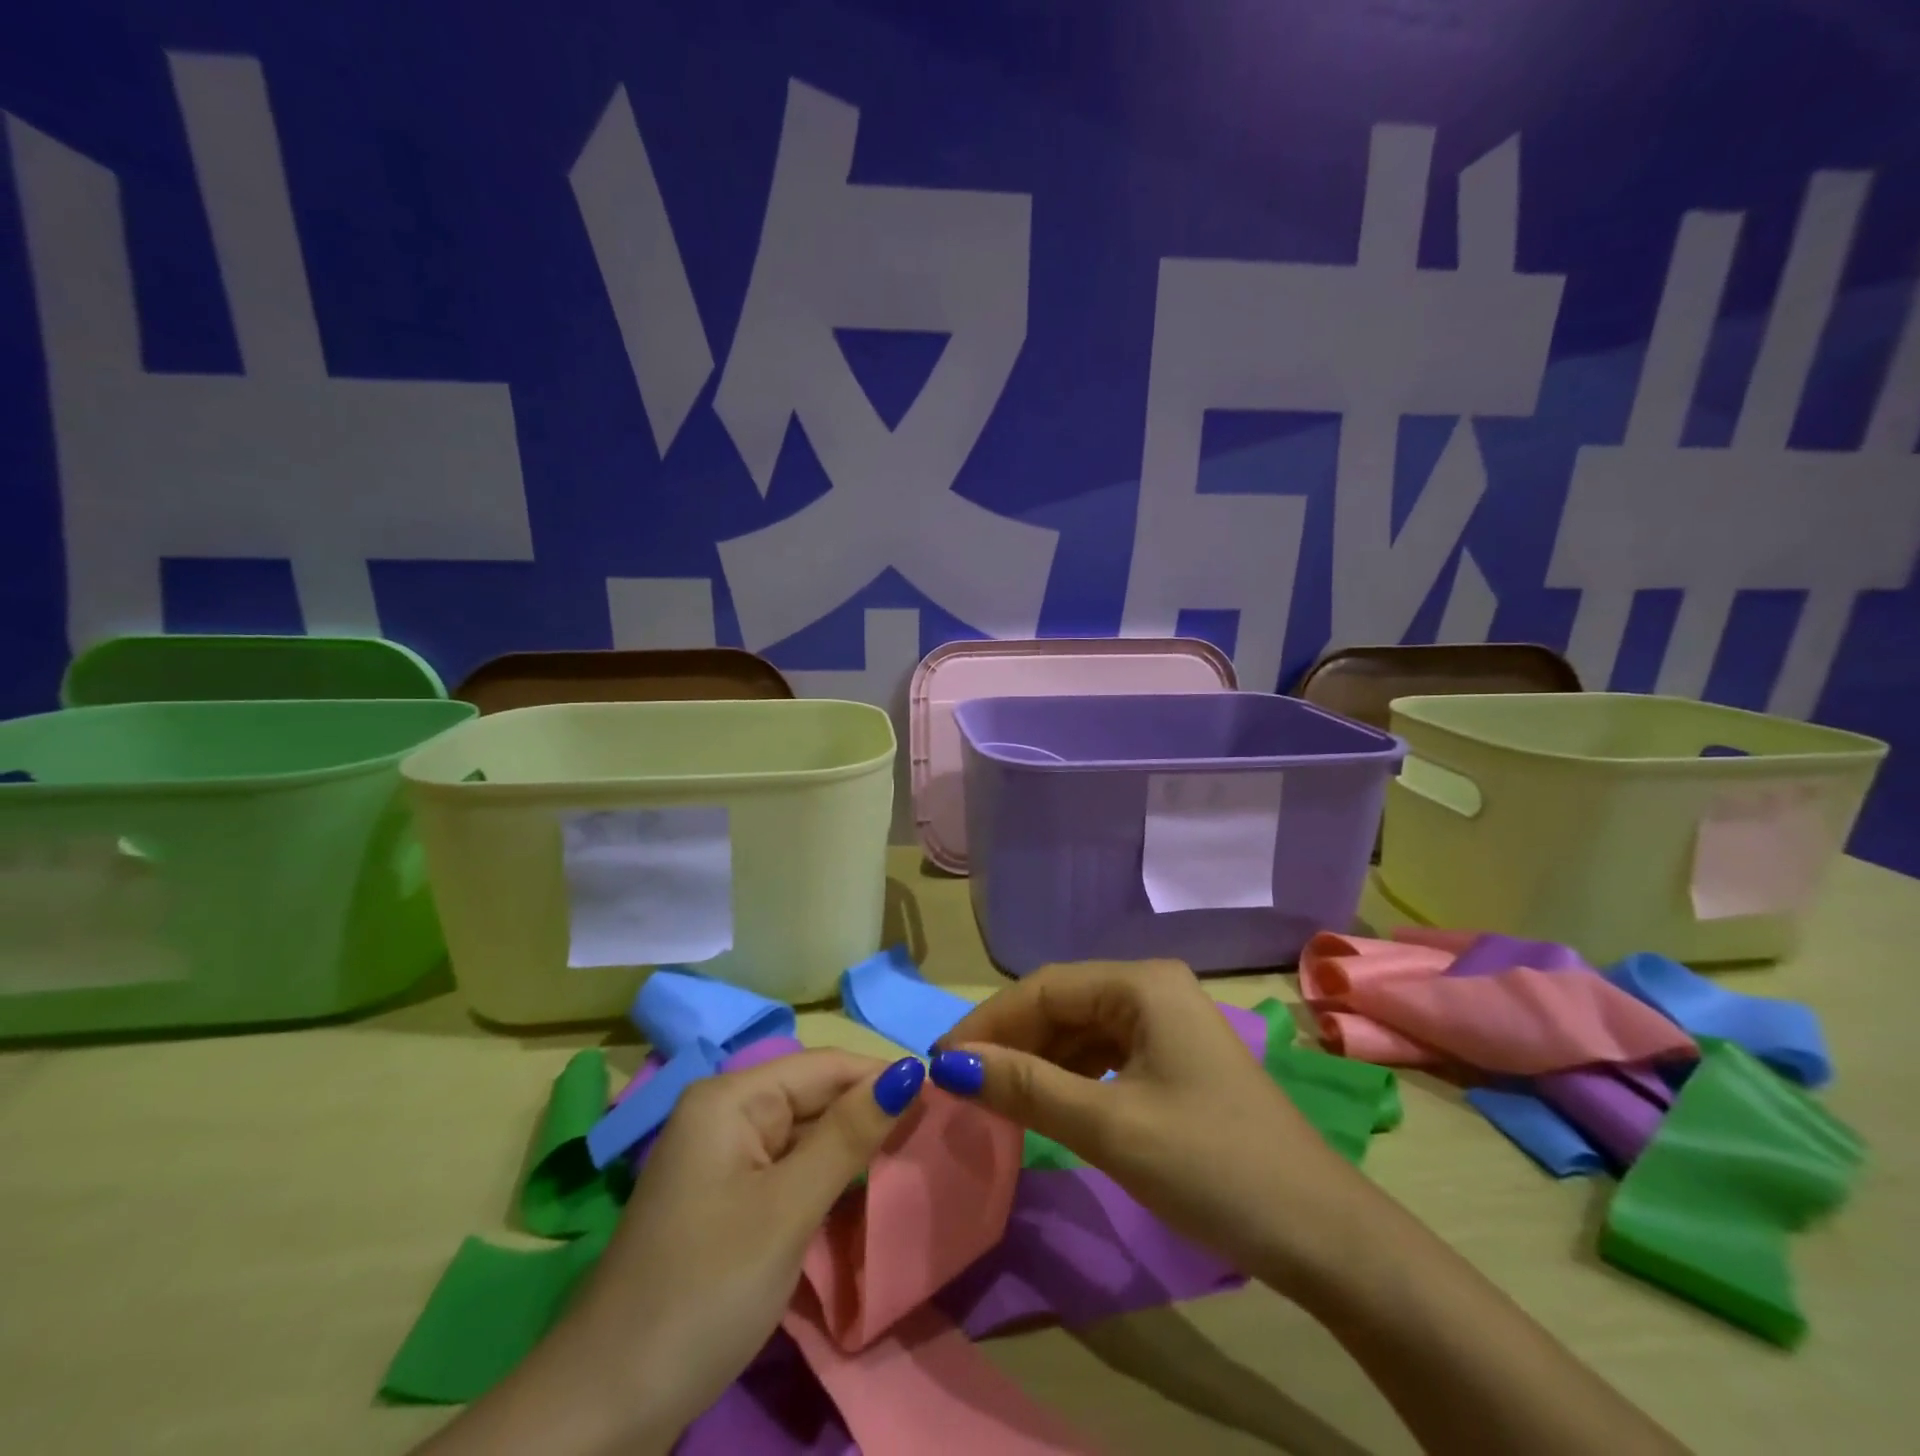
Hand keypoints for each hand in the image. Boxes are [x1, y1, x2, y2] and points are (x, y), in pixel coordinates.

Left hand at [415, 1049, 926, 1455]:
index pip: (825, 1066)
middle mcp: (724, 1114)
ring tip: (912, 1160)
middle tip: (935, 1137)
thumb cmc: (704, 1290)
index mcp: (731, 1097)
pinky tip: (861, 1196)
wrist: (603, 1409)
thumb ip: (850, 1134)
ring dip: (852, 1150)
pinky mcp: (724, 1201)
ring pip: (805, 1135)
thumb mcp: (788, 1208)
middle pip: (814, 1097)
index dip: (883, 1077)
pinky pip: (787, 1170)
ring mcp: (721, 1160)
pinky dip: (825, 1181)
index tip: (944, 1097)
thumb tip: (910, 1069)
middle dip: (870, 1114)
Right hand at [931, 959, 1370, 1291]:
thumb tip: (950, 1065)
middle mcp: (1152, 988)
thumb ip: (1027, 1087)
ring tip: (993, 1096)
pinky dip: (1069, 1077)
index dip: (988, 1022)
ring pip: (1080, 1030)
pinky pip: (1104, 1055)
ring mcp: (1166, 1024)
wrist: (1321, 1234)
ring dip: (1036, 1060)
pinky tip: (1046, 1103)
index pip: (1044, 988)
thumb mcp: (1109, 1126)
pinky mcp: (1173, 1060)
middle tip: (961, 1085)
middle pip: (1062, 1004)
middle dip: (1011, 1041)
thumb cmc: (1212, 1166)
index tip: (940, 1063)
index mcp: (1141, 983)